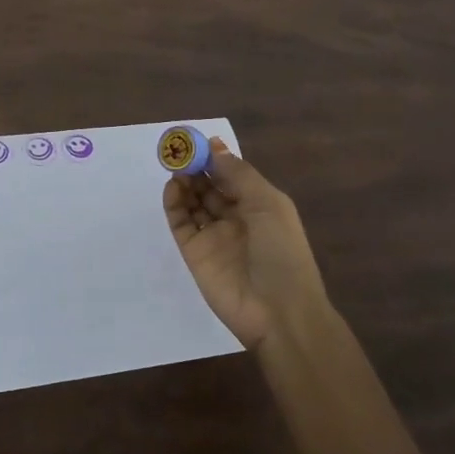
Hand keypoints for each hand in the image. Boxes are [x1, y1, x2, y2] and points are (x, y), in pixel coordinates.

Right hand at [162, 137, 327, 347]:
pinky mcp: (195, 253)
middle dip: (197, 168)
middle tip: (180, 151)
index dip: (216, 159)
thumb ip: (238, 174)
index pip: (233, 177)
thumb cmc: (282, 252)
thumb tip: (215, 145)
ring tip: (176, 168)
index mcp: (260, 206)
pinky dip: (174, 205)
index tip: (198, 142)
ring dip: (185, 183)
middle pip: (211, 188)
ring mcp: (214, 237)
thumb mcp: (268, 204)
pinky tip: (172, 188)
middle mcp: (236, 219)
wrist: (278, 312)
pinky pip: (181, 223)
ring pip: (194, 203)